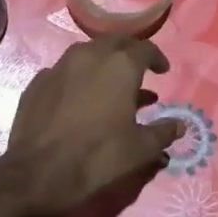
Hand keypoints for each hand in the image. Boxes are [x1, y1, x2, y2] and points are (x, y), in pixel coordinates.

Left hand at [0, 37, 183, 216]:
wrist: (38, 173)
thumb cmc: (98, 157)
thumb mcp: (140, 149)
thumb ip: (163, 132)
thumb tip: (180, 125)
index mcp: (119, 66)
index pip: (145, 48)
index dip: (157, 58)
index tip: (162, 71)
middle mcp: (88, 55)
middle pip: (114, 43)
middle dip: (128, 54)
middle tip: (138, 71)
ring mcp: (58, 66)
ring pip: (86, 54)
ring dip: (102, 64)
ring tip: (111, 86)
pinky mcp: (37, 82)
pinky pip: (64, 72)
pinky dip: (77, 79)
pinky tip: (79, 99)